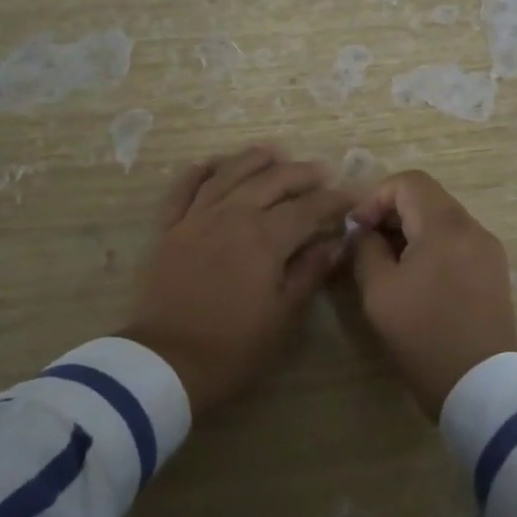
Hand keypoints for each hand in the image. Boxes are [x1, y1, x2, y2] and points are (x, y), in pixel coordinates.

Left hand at [123, 145, 355, 415]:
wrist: (165, 363)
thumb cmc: (233, 347)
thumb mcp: (283, 316)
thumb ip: (310, 272)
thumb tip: (335, 242)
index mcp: (265, 237)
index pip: (308, 208)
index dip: (333, 200)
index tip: (351, 198)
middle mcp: (232, 215)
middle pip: (271, 181)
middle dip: (301, 173)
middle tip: (321, 172)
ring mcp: (196, 218)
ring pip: (229, 174)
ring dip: (254, 160)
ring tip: (274, 153)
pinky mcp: (169, 229)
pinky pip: (184, 189)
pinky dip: (200, 171)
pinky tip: (214, 163)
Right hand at [349, 171, 516, 419]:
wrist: (482, 386)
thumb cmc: (424, 335)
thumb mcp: (379, 291)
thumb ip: (366, 249)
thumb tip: (364, 231)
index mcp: (445, 225)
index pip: (408, 182)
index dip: (375, 198)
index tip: (357, 230)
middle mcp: (472, 227)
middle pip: (427, 198)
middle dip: (391, 214)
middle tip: (367, 247)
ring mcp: (488, 250)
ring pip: (442, 220)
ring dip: (411, 231)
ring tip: (388, 265)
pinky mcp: (494, 272)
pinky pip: (457, 242)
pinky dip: (432, 247)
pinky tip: (416, 279)